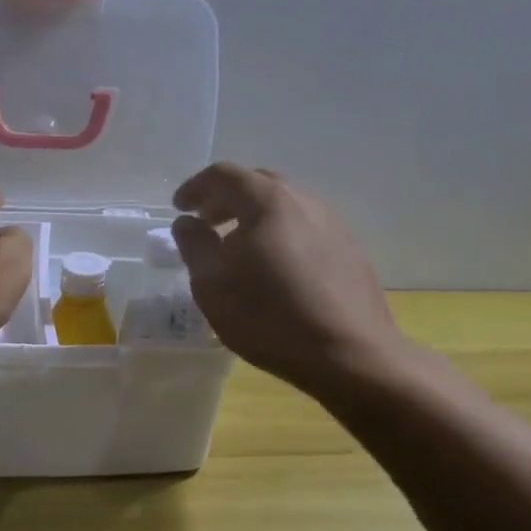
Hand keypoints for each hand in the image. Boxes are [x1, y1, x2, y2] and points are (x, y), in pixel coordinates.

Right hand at [171, 164, 418, 395]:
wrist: (351, 355)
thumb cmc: (270, 317)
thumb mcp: (213, 284)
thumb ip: (195, 245)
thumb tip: (188, 222)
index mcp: (268, 201)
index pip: (225, 175)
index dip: (196, 187)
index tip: (179, 208)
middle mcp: (304, 201)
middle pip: (258, 184)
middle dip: (226, 199)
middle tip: (207, 223)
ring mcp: (333, 223)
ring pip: (285, 206)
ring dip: (255, 217)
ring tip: (239, 248)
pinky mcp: (351, 249)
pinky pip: (306, 227)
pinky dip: (281, 234)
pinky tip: (276, 268)